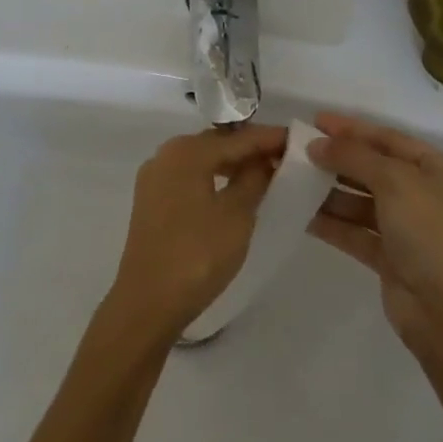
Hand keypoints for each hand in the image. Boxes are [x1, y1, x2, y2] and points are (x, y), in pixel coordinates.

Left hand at [105, 125, 287, 341]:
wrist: (146, 303)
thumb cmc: (197, 255)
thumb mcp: (236, 216)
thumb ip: (254, 180)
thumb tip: (263, 160)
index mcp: (187, 151)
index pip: (237, 138)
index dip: (268, 138)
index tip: (296, 138)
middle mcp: (166, 154)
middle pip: (217, 144)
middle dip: (249, 150)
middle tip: (282, 158)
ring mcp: (155, 178)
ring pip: (202, 161)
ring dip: (231, 166)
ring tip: (262, 176)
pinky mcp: (150, 201)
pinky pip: (189, 178)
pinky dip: (212, 179)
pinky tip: (231, 193)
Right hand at [306, 112, 442, 361]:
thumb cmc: (432, 233)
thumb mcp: (395, 181)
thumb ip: (354, 156)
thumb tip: (317, 145)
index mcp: (442, 170)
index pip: (390, 139)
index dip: (353, 129)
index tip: (316, 121)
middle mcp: (429, 195)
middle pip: (376, 169)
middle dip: (339, 159)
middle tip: (299, 150)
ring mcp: (411, 230)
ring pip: (363, 202)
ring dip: (331, 192)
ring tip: (294, 179)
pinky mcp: (393, 261)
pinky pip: (357, 233)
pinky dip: (333, 223)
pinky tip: (302, 214)